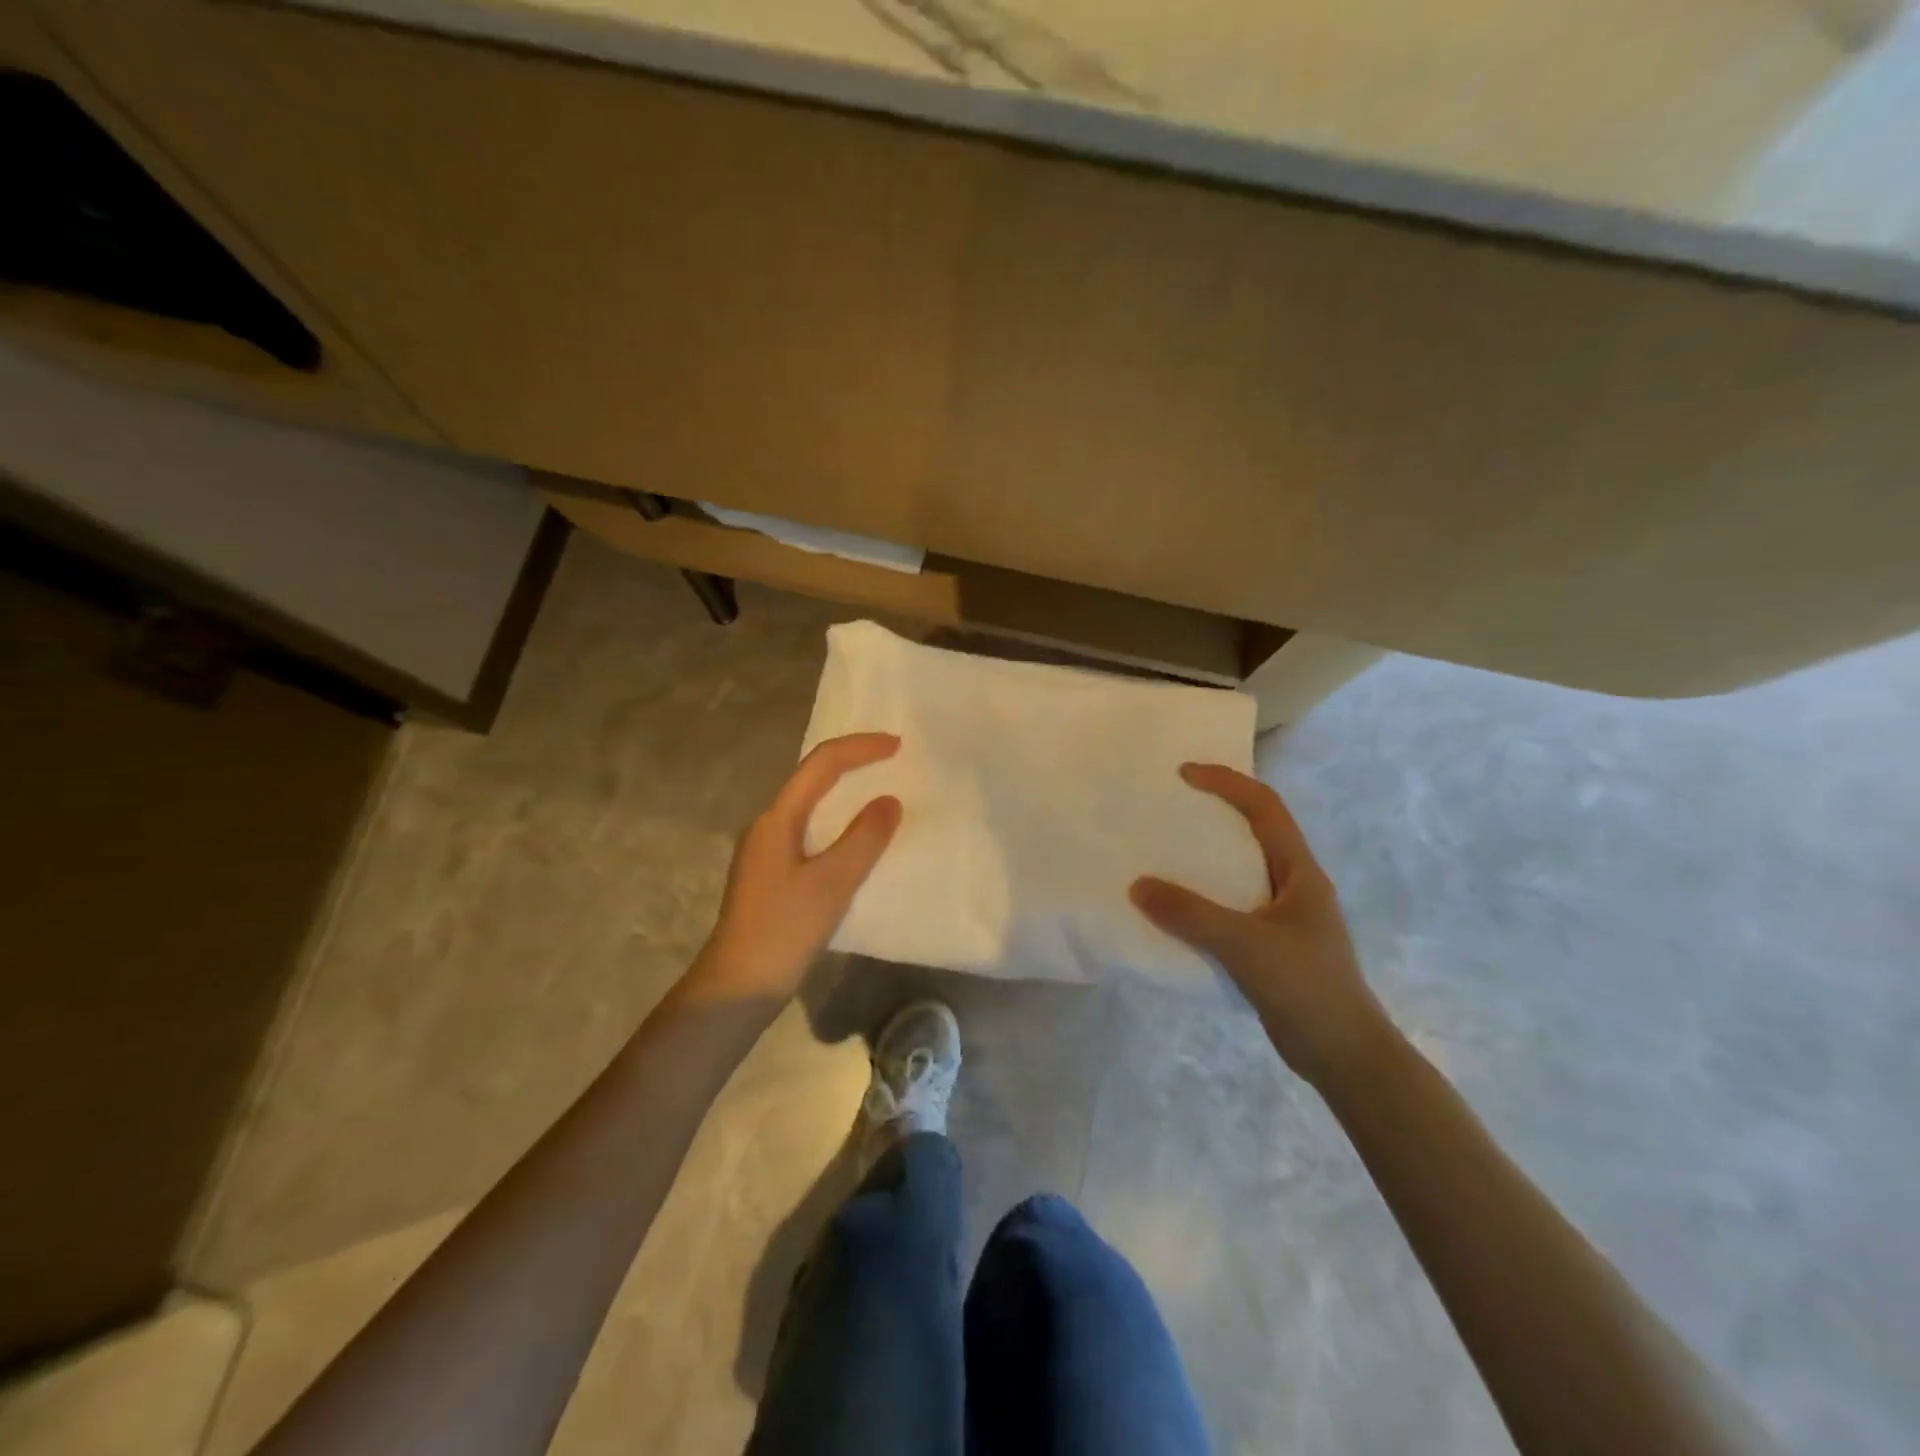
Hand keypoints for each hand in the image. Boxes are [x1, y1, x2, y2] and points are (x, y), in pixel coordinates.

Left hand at [680, 733, 902, 1007]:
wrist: (738, 987)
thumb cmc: (783, 930)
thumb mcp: (831, 883)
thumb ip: (863, 839)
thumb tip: (889, 801)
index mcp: (777, 819)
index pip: (821, 764)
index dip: (860, 748)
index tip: (898, 746)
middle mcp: (768, 826)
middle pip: (812, 778)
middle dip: (852, 763)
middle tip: (893, 761)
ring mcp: (767, 851)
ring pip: (811, 806)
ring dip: (845, 794)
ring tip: (882, 794)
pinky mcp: (773, 875)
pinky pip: (811, 832)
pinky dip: (839, 824)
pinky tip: (858, 842)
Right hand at [1130, 763, 1391, 1086]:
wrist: (1344, 1056)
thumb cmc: (1305, 987)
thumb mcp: (1245, 945)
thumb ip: (1190, 914)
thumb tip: (1138, 885)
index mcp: (1300, 872)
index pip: (1265, 809)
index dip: (1228, 783)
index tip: (1185, 774)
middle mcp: (1293, 886)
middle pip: (1254, 832)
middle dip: (1215, 813)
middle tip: (1171, 808)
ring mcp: (1283, 918)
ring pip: (1240, 872)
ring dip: (1206, 859)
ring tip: (1164, 853)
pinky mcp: (1270, 947)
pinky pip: (1230, 908)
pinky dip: (1202, 899)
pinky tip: (1175, 911)